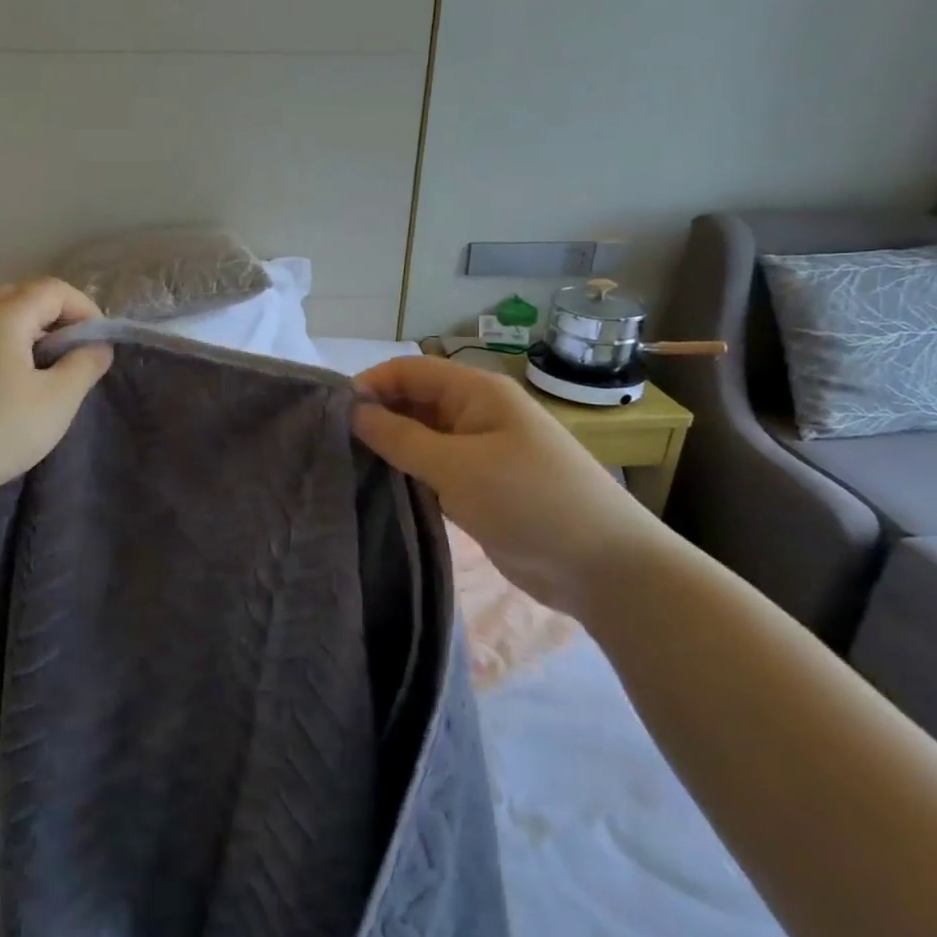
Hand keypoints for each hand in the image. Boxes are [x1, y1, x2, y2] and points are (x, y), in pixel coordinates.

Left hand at [0, 279, 112, 505]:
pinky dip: (13, 350)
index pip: (54, 290)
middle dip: (59, 318)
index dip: (85, 309)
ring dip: (36, 335)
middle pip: (26, 297)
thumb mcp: (57, 400)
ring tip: (52, 373)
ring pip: (5, 320)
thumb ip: (85, 366)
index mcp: (6, 315)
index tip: (100, 345)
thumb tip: (98, 347)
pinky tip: (19, 388)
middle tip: (77, 354)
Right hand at [352, 356, 667, 616]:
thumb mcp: (456, 466)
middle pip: (415, 401)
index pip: (410, 370)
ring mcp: (481, 451)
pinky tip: (381, 489)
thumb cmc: (528, 501)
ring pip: (423, 437)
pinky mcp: (482, 486)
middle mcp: (477, 413)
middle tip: (334, 445)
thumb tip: (353, 411)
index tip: (332, 415)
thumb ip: (399, 437)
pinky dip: (410, 474)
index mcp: (477, 392)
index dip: (370, 384)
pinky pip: (435, 468)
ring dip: (391, 448)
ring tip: (348, 467)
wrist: (603, 566)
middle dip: (377, 416)